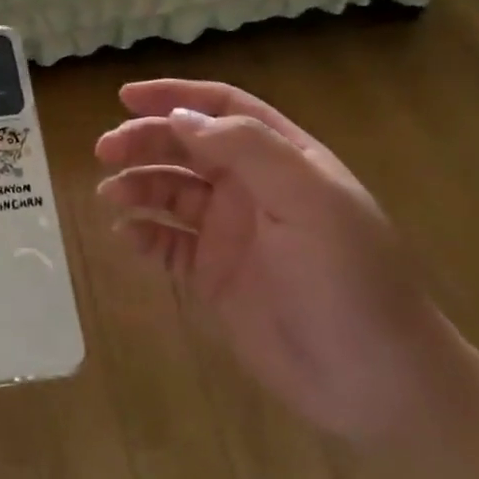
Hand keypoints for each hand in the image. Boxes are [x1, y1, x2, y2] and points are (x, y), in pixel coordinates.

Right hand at [95, 79, 456, 444]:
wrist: (373, 381)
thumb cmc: (348, 279)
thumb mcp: (308, 200)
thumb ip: (247, 150)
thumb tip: (180, 118)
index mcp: (283, 160)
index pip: (224, 110)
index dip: (175, 97)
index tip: (125, 97)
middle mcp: (253, 189)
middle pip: (188, 148)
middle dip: (145, 142)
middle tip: (105, 151)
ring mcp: (232, 234)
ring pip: (172, 193)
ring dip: (138, 186)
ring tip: (111, 196)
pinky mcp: (214, 276)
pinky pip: (169, 244)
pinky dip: (144, 234)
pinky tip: (127, 235)